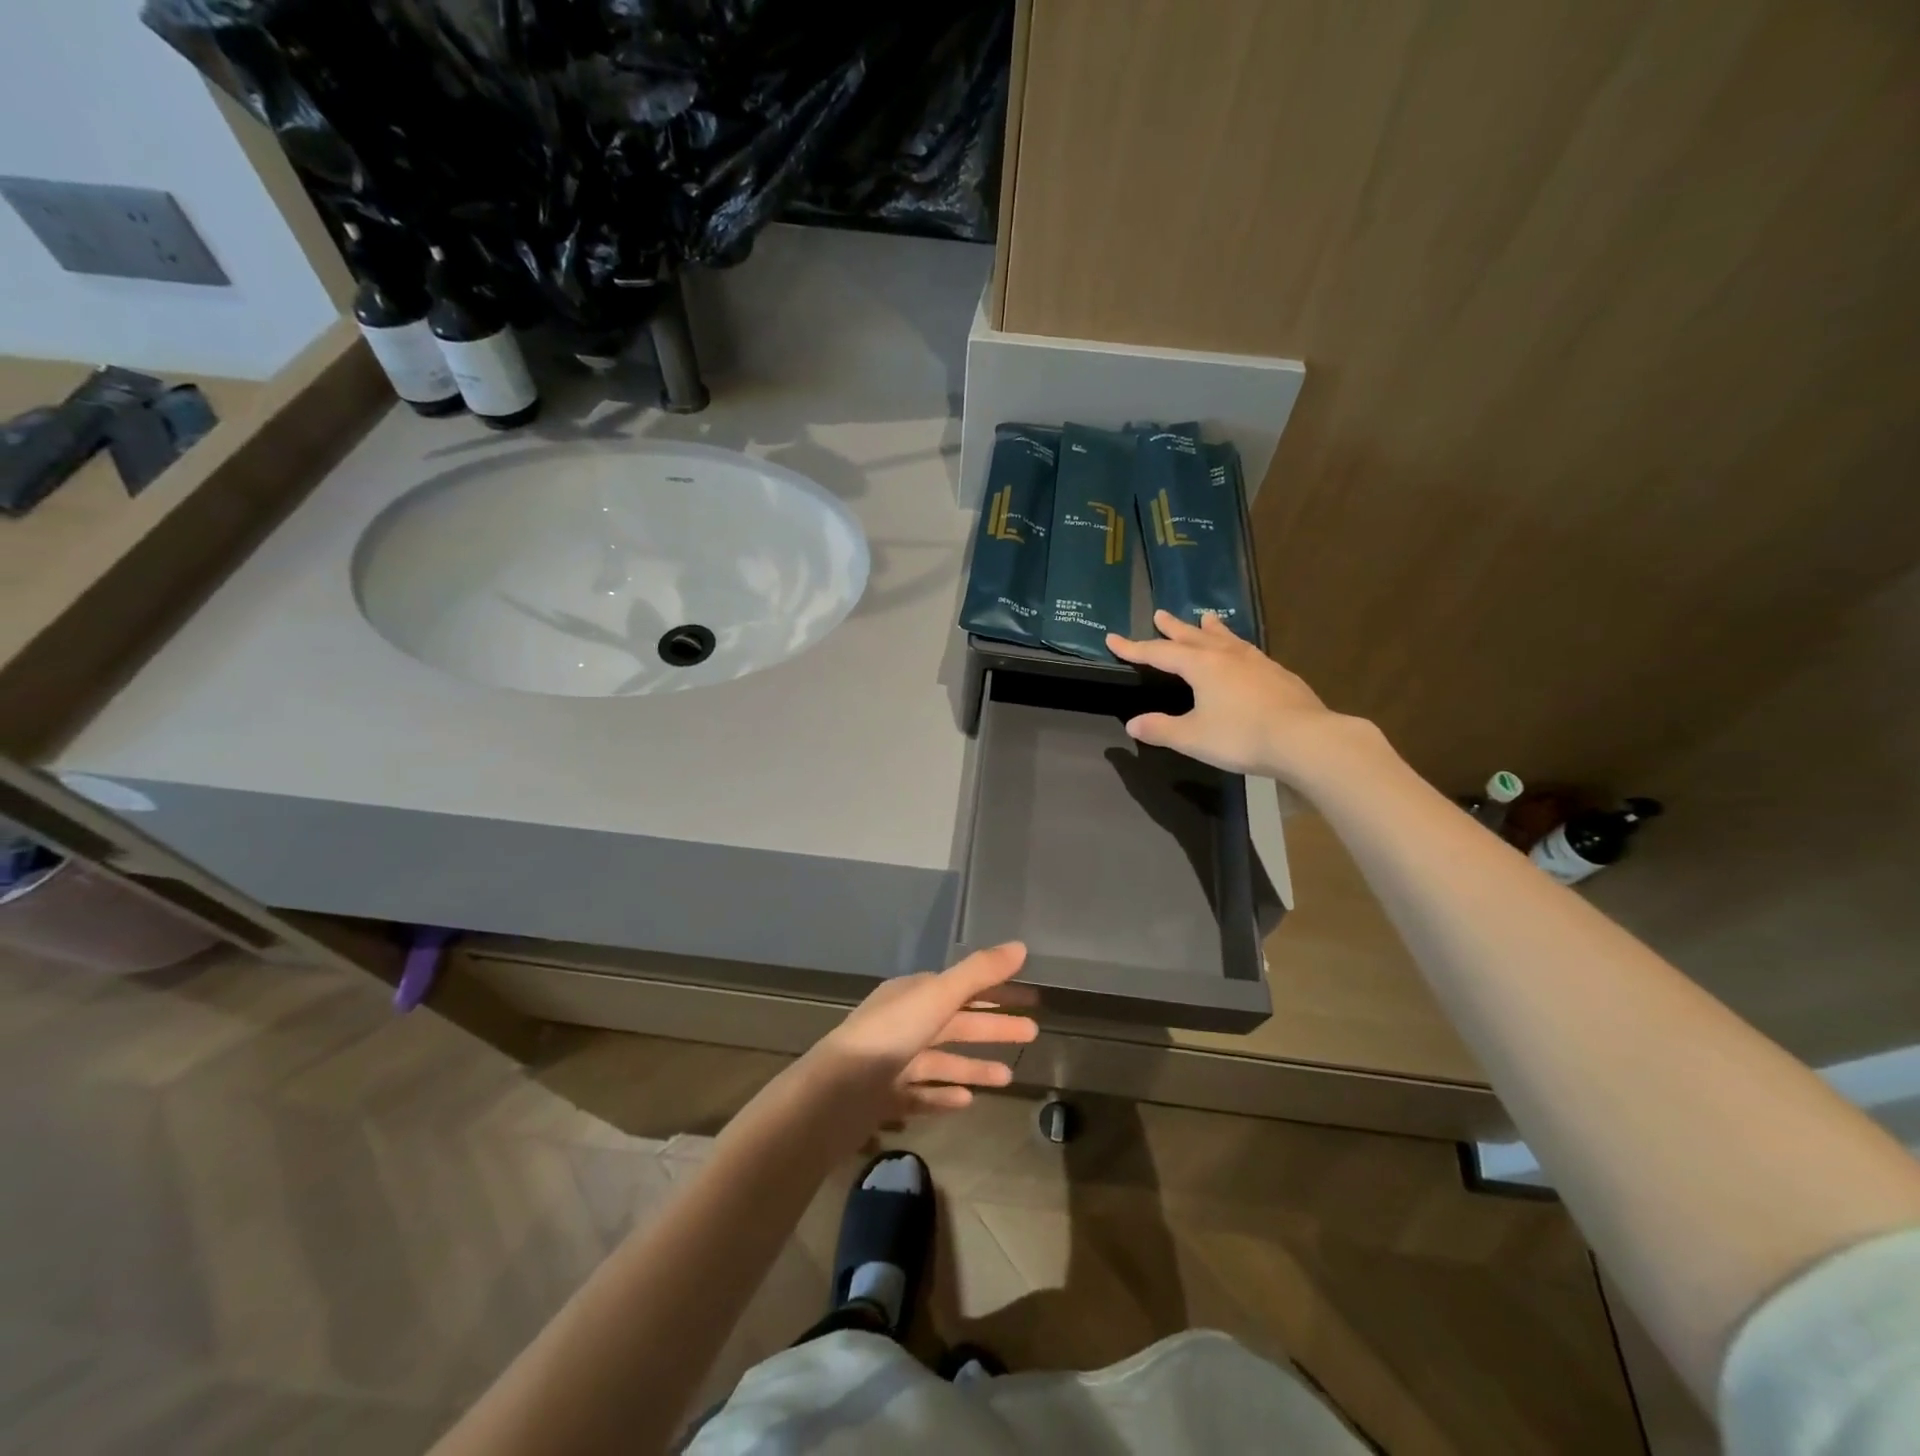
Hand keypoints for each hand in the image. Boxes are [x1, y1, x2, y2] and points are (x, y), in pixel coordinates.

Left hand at [805, 943, 1037, 1128]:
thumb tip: (1021, 946)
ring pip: (942, 1059)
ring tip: (1009, 1076)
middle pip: (956, 1023)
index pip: (963, 987)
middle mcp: (903, 1023)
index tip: (1030, 998)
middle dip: (993, 1027)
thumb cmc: (890, 1035)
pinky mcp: (885, 1097)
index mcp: (913, 994)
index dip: (997, 991)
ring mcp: (893, 1061)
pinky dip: (945, 1093)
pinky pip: (922, 1092)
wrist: (835, 1093)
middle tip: (1033, 1033)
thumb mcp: (938, 995)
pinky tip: (968, 1101)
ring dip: (974, 1065)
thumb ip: (979, 972)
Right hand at [1106, 610, 1365, 782]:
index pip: (1159, 653)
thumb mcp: (1192, 737)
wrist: (1304, 739)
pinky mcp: (1278, 675)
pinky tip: (1243, 652)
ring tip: (1205, 618)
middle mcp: (1227, 656)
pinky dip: (1236, 645)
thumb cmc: (1241, 736)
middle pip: (1193, 637)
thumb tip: (1133, 723)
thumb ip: (1161, 729)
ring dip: (1210, 630)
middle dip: (1173, 628)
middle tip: (1160, 613)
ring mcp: (1256, 663)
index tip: (1113, 638)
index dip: (1134, 648)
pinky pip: (1248, 651)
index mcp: (1202, 666)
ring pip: (1226, 639)